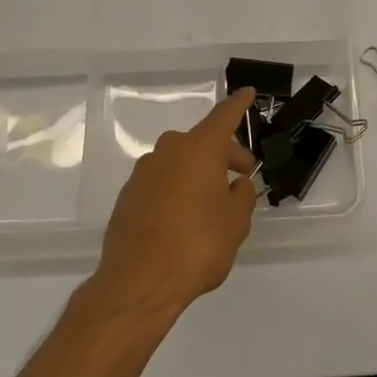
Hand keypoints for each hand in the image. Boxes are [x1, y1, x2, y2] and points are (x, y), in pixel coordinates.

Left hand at [93, 89, 258, 319]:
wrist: (138, 283)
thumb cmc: (197, 246)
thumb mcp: (235, 223)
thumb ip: (241, 196)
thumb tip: (236, 184)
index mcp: (200, 148)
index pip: (224, 116)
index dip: (239, 105)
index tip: (248, 93)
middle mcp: (170, 151)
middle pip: (203, 142)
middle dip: (224, 154)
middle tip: (242, 176)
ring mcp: (144, 172)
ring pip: (180, 161)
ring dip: (198, 173)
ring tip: (212, 203)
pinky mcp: (128, 196)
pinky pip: (161, 182)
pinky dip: (176, 189)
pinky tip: (183, 219)